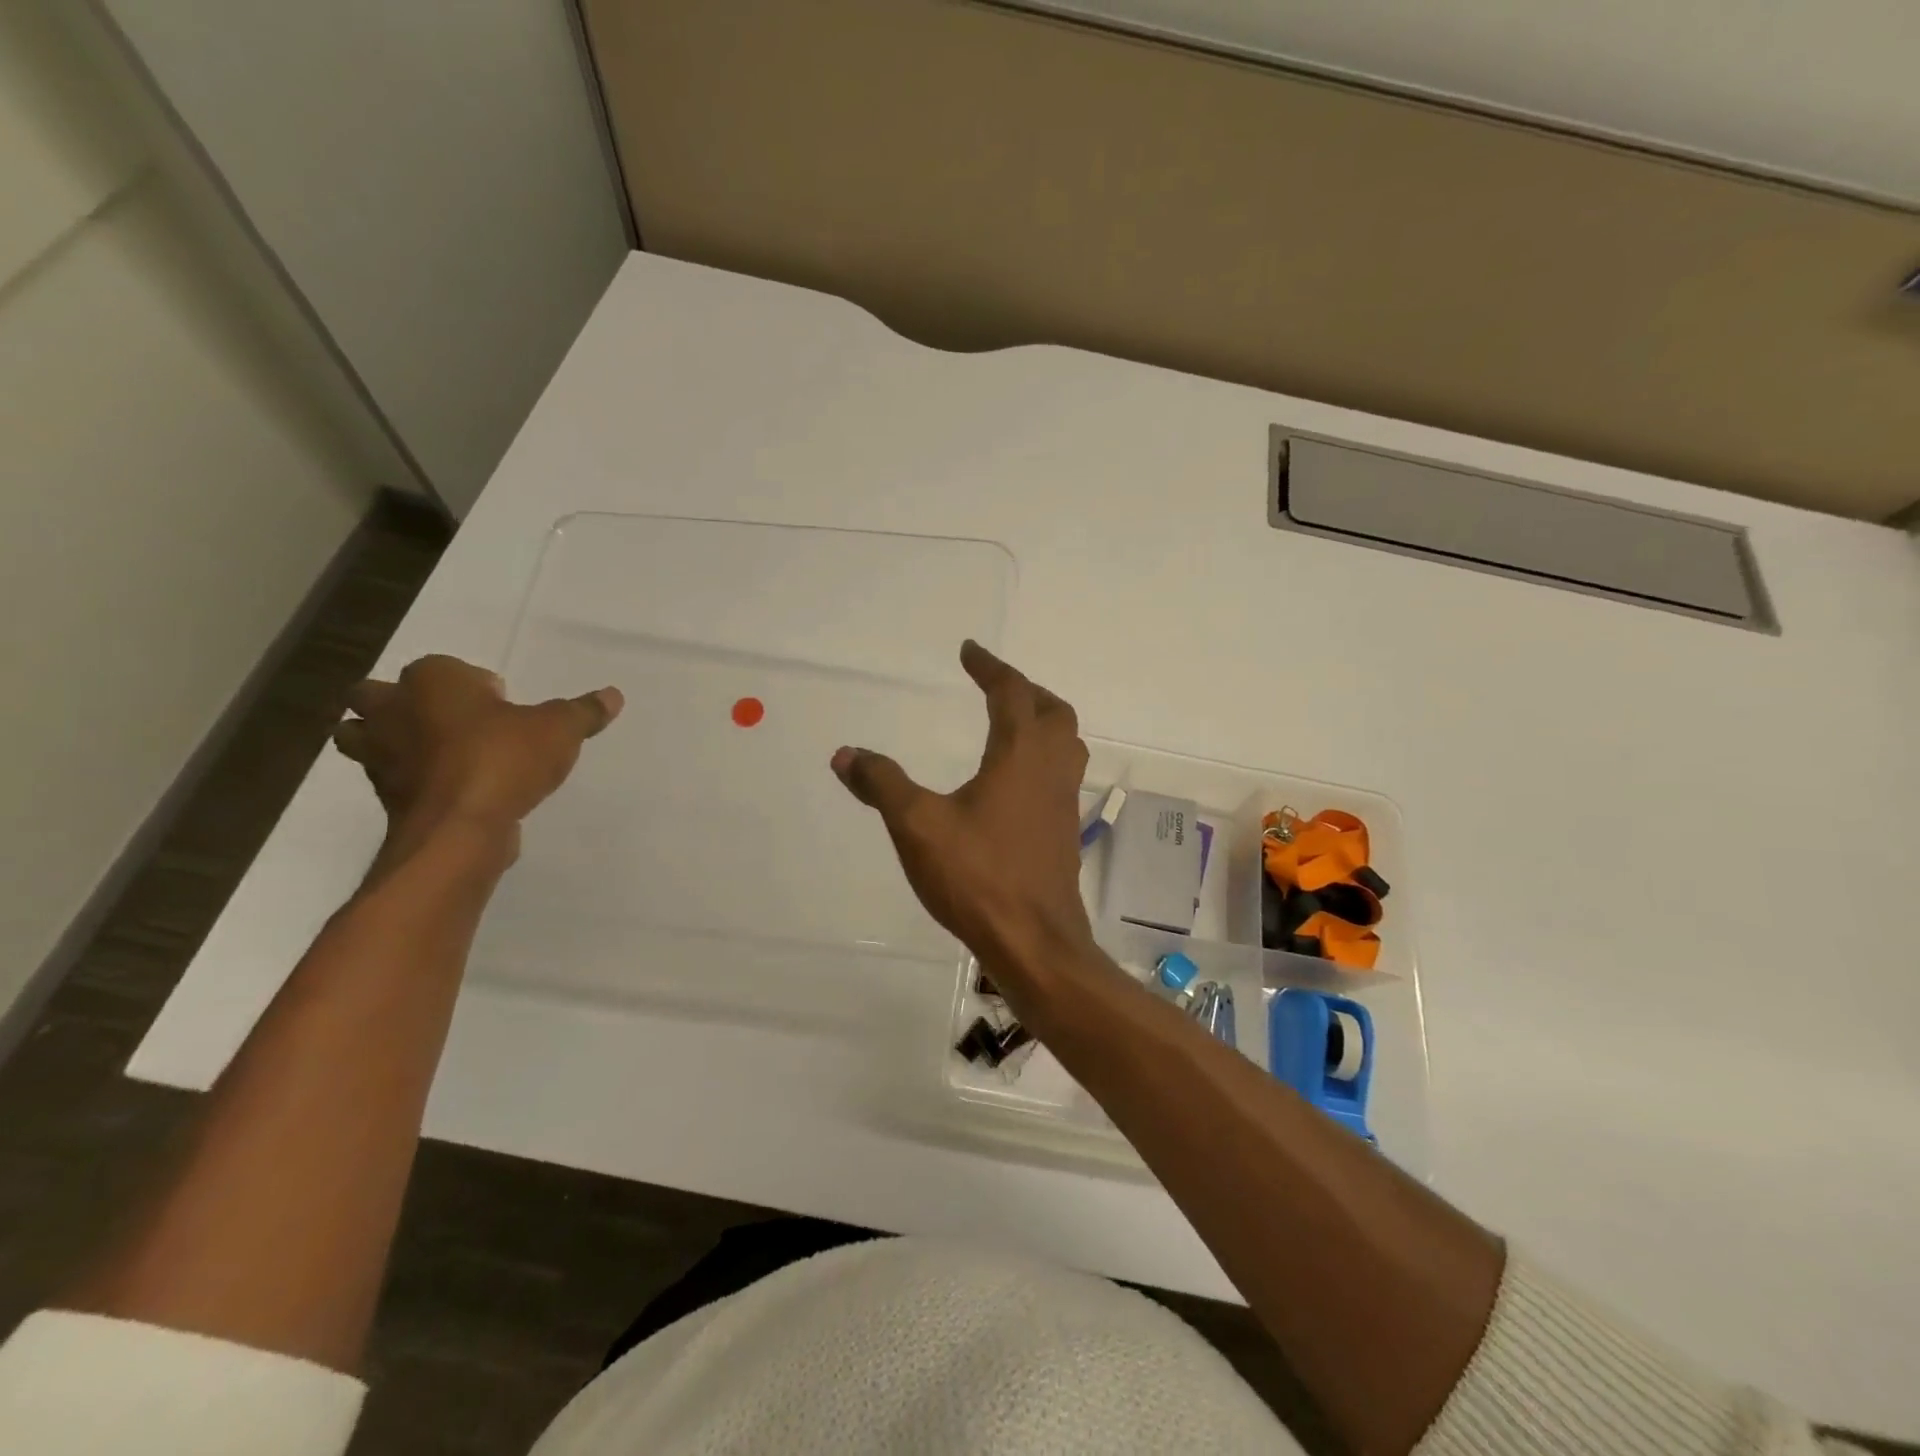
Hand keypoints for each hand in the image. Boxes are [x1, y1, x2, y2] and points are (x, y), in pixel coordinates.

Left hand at [333, 655, 621, 848]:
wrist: (459, 828)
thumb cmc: (503, 759)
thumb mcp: (559, 730)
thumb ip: (583, 712)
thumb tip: (614, 695)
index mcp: (431, 680)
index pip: (445, 667)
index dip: (473, 683)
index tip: (501, 703)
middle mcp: (392, 708)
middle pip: (378, 695)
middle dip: (404, 703)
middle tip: (453, 721)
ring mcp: (378, 754)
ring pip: (364, 735)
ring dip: (388, 740)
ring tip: (437, 754)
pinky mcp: (382, 795)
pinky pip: (388, 777)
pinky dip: (408, 780)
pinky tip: (447, 790)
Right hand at [831, 641, 1093, 981]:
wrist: (1034, 941)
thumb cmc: (978, 876)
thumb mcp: (917, 825)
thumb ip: (882, 784)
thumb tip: (845, 754)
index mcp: (1020, 754)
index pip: (1011, 692)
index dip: (990, 667)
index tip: (970, 651)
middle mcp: (1051, 769)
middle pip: (1053, 711)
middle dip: (1025, 690)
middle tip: (996, 685)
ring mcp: (1064, 802)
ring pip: (1067, 744)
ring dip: (1043, 722)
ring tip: (1012, 724)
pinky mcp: (1064, 832)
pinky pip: (1062, 776)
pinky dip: (1044, 759)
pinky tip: (1016, 782)